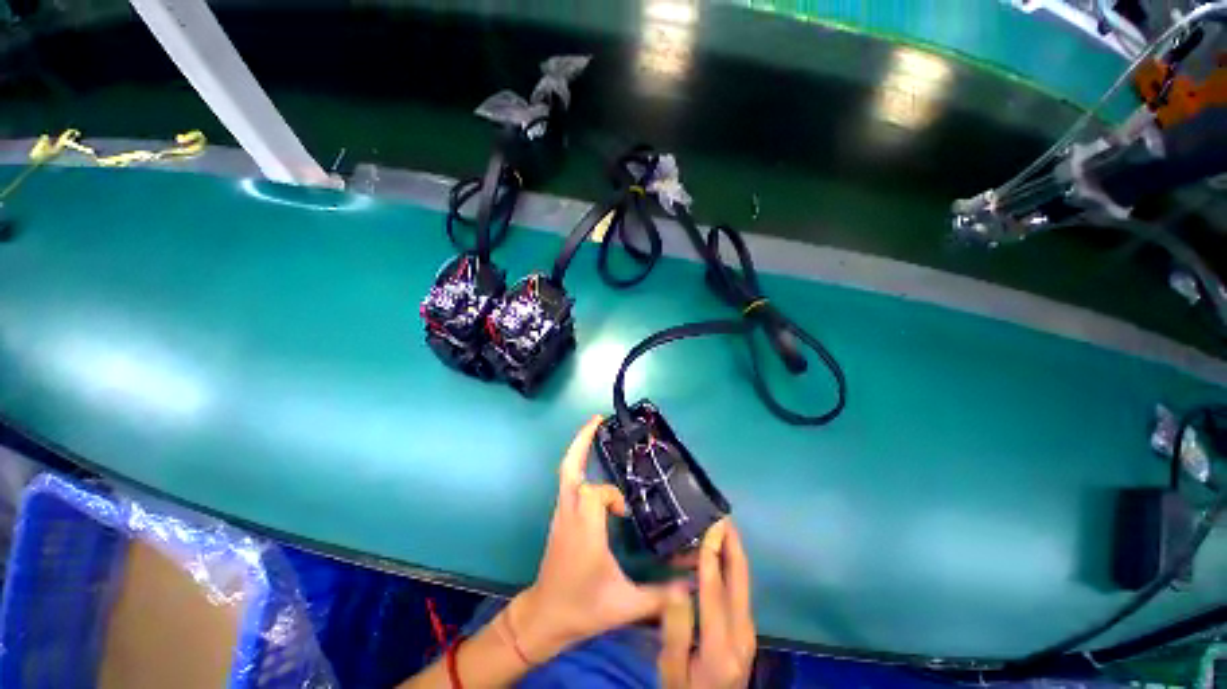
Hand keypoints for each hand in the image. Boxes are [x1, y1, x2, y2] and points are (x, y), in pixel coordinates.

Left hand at [507, 415, 677, 661]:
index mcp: (584, 529)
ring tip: (596, 430)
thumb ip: (660, 596)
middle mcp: (569, 514)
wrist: (543, 618)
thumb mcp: (623, 605)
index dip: (612, 497)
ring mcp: (561, 513)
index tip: (625, 515)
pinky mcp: (560, 517)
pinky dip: (578, 466)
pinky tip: (593, 469)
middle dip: (581, 440)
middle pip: (569, 468)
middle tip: (597, 419)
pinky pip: (568, 483)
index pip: (595, 493)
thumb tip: (692, 588)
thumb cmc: (582, 609)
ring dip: (579, 449)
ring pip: (566, 472)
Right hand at [659, 520, 755, 688]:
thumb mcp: (671, 668)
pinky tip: (709, 558)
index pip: (716, 589)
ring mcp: (748, 629)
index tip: (711, 524)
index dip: (712, 554)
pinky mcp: (746, 627)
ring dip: (727, 552)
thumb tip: (677, 586)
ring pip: (742, 579)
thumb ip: (675, 629)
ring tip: (704, 534)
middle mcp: (743, 632)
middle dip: (732, 543)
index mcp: (722, 646)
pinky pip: (738, 587)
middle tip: (721, 514)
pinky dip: (727, 565)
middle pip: (741, 577)